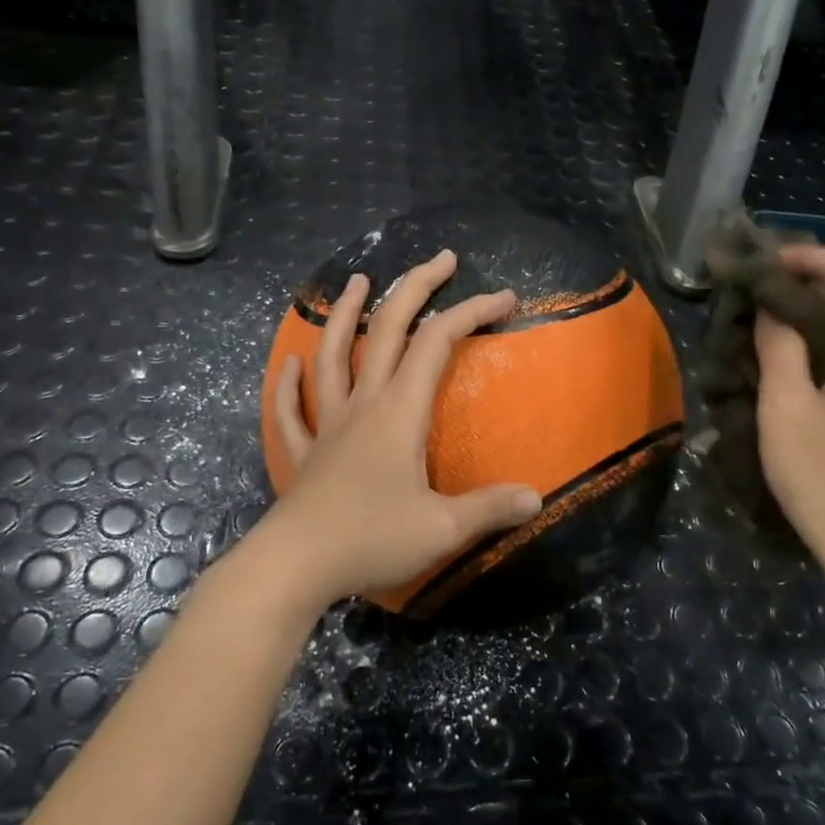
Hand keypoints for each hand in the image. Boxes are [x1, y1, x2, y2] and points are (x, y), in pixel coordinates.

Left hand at [261, 250, 542, 610]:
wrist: (295, 566)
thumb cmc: (371, 539)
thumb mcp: (443, 529)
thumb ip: (490, 508)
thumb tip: (535, 498)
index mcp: (399, 411)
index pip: (438, 343)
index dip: (473, 312)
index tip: (505, 298)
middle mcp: (363, 405)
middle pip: (387, 330)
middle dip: (416, 288)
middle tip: (440, 258)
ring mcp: (327, 425)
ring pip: (333, 356)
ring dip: (344, 314)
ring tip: (356, 281)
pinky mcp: (304, 454)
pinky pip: (292, 411)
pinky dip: (289, 384)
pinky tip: (290, 364)